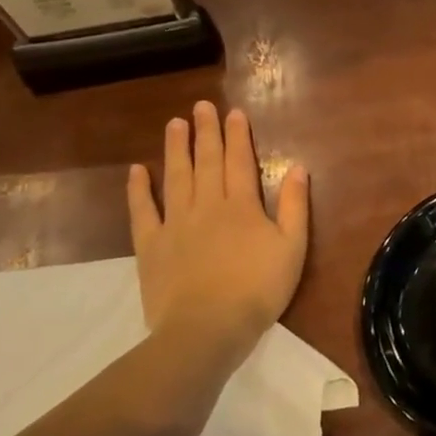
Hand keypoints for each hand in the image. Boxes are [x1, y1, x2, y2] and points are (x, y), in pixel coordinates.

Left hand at [127, 101, 309, 366]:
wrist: (207, 329)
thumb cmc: (259, 289)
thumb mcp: (293, 247)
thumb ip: (296, 206)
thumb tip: (298, 167)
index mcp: (243, 206)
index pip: (239, 162)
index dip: (238, 136)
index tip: (234, 113)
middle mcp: (207, 206)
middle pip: (206, 162)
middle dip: (205, 132)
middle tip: (201, 106)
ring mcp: (175, 224)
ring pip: (175, 177)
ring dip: (175, 149)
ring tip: (174, 124)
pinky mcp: (151, 246)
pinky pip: (143, 211)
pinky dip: (139, 189)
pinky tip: (137, 170)